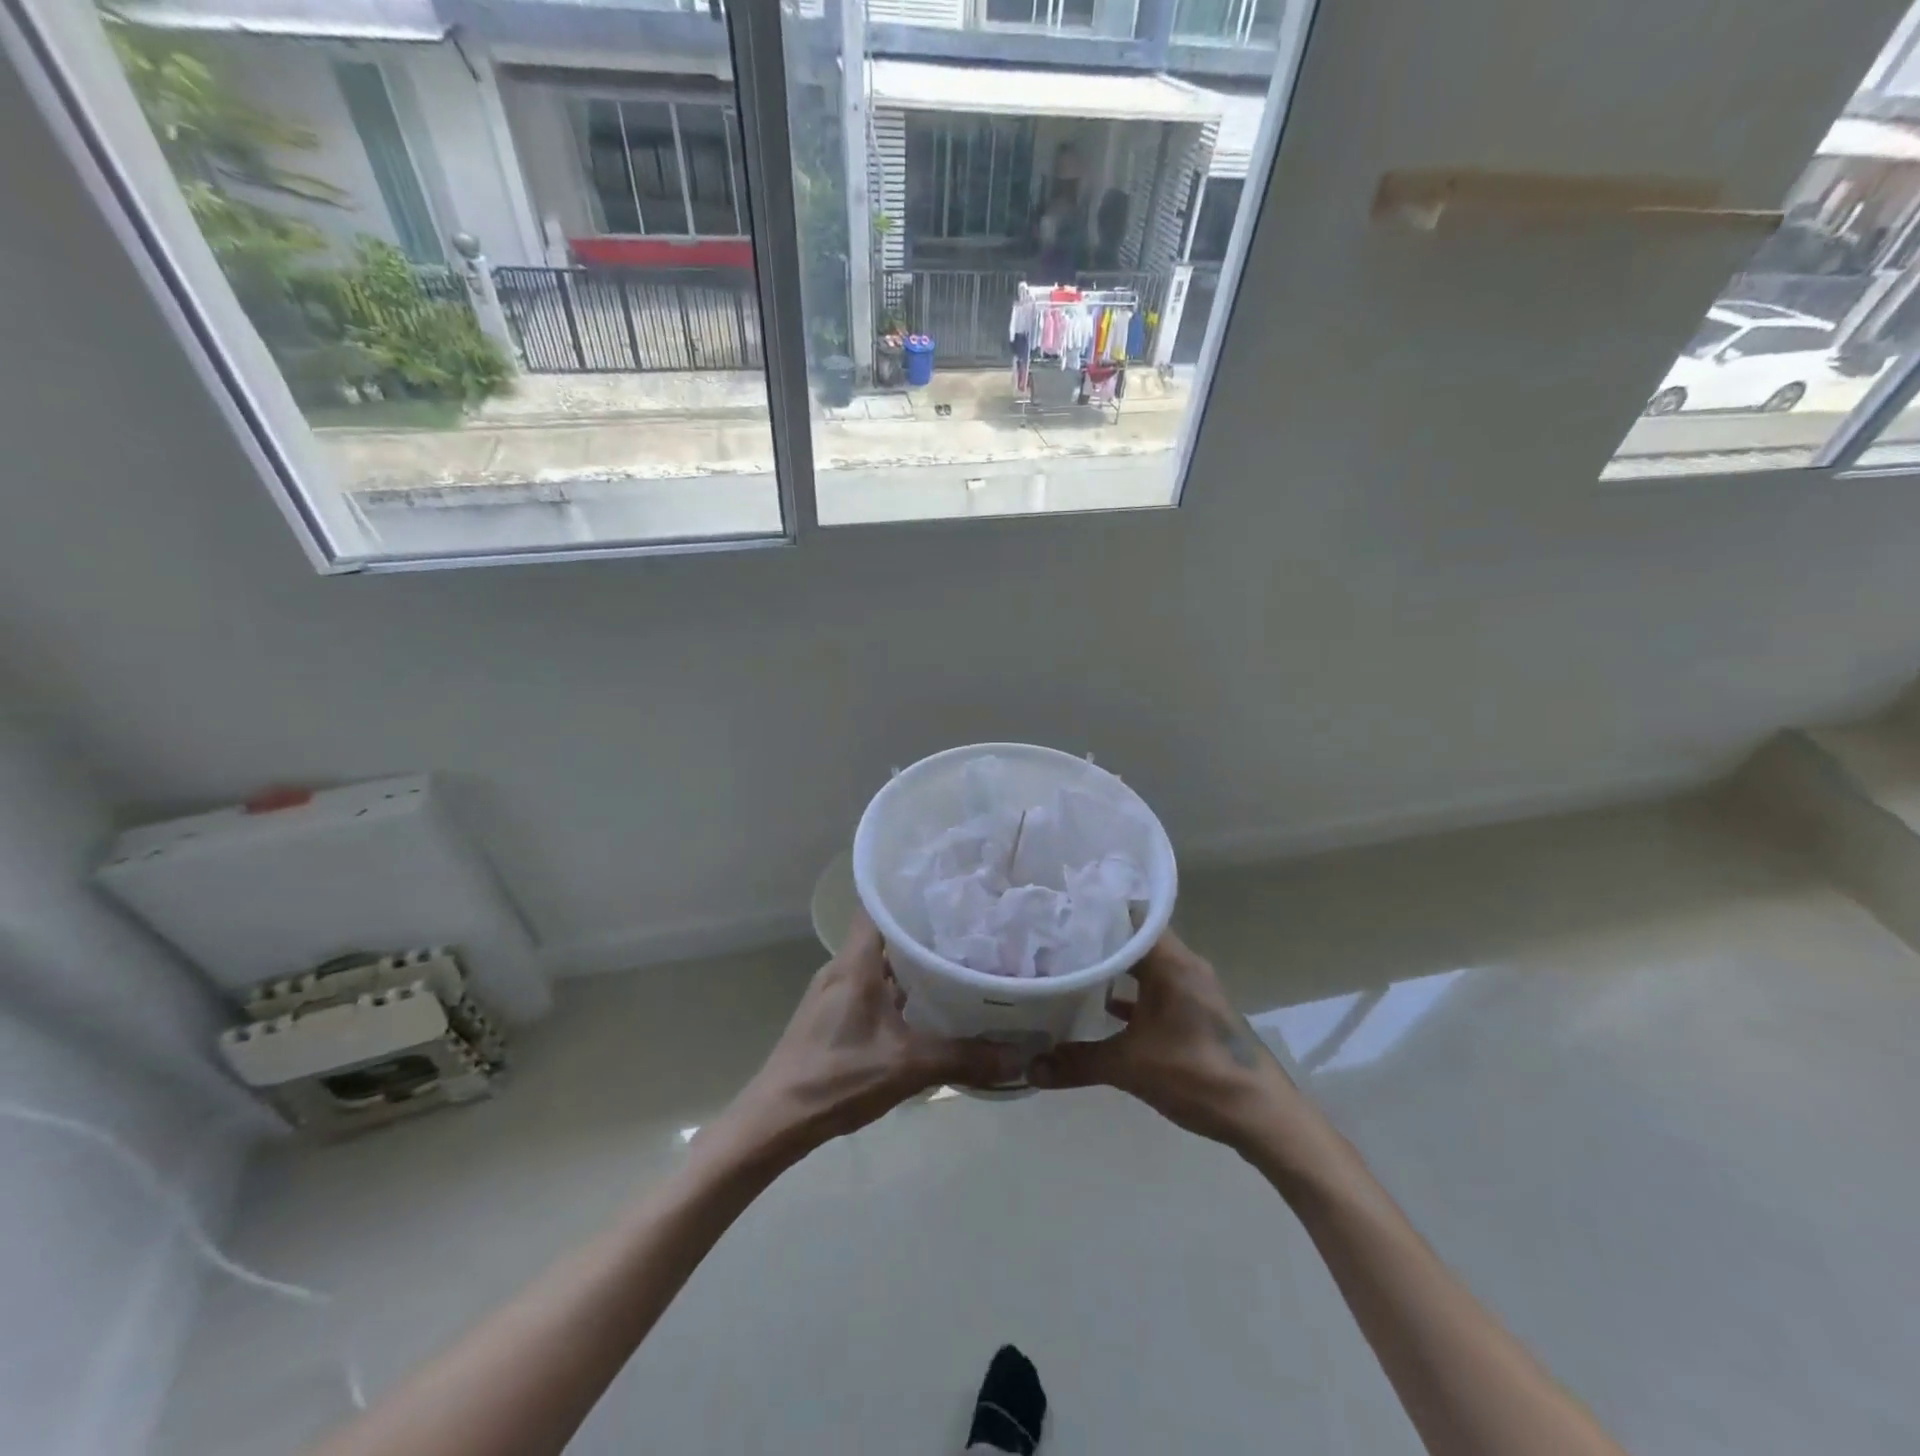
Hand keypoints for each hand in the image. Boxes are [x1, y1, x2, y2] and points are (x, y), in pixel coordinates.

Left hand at [713, 910, 1026, 1164]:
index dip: (910, 889)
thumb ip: (965, 1058)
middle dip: (924, 927)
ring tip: (957, 958)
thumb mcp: (907, 1066)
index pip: (878, 903)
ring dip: (913, 960)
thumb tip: (1020, 1056)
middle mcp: (843, 966)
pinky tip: (928, 1002)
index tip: (950, 886)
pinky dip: (900, 986)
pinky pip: (873, 984)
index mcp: (855, 962)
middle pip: (885, 931)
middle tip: (969, 925)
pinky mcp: (834, 1014)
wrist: (776, 1120)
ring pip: (880, 960)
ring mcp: (836, 991)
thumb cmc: (837, 1078)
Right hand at [1027, 931, 1299, 1152]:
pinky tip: (1099, 1008)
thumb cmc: (1197, 1074)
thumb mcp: (1130, 1067)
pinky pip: (1154, 991)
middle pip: (1133, 940)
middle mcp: (1183, 965)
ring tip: (1068, 968)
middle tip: (1052, 940)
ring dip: (1112, 969)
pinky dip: (1129, 995)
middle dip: (1095, 941)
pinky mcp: (1194, 1012)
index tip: (1058, 911)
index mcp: (1172, 960)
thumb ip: (1077, 1062)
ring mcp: (1190, 989)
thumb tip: (1029, 1066)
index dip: (1093, 912)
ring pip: (1143, 966)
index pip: (1128, 916)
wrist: (1261, 1116)